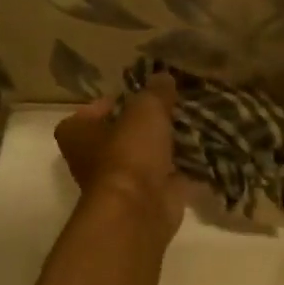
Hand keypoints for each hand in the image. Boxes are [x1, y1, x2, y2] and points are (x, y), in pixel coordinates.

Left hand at [54, 74, 186, 236]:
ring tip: (193, 125)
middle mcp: (93, 159)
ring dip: (166, 146)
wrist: (140, 208)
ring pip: (147, 156)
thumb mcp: (146, 109)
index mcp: (78, 134)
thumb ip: (156, 92)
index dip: (112, 103)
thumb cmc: (129, 152)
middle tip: (172, 108)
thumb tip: (164, 77)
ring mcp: (123, 181)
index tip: (138, 95)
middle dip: (145, 125)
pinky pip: (169, 176)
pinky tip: (205, 151)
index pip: (90, 112)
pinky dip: (184, 168)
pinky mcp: (149, 198)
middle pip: (121, 135)